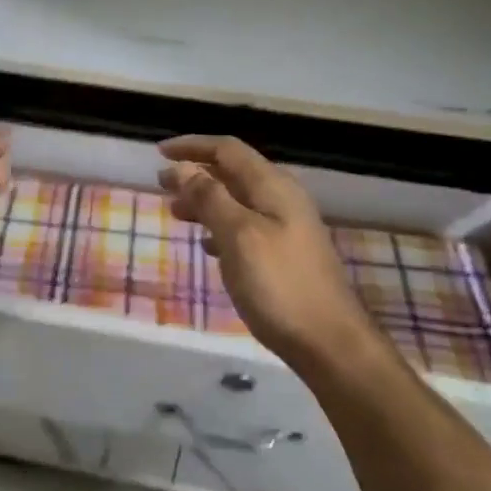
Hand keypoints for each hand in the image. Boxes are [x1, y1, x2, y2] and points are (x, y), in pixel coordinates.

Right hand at [158, 136, 383, 371]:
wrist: (331, 344)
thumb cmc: (279, 285)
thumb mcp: (238, 236)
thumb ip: (210, 198)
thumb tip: (183, 167)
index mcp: (272, 186)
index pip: (228, 150)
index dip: (193, 145)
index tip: (159, 153)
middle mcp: (282, 198)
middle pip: (233, 172)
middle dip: (196, 173)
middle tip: (162, 184)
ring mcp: (287, 227)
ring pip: (238, 200)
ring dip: (205, 200)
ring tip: (176, 212)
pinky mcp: (285, 254)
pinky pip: (245, 226)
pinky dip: (220, 226)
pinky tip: (207, 245)